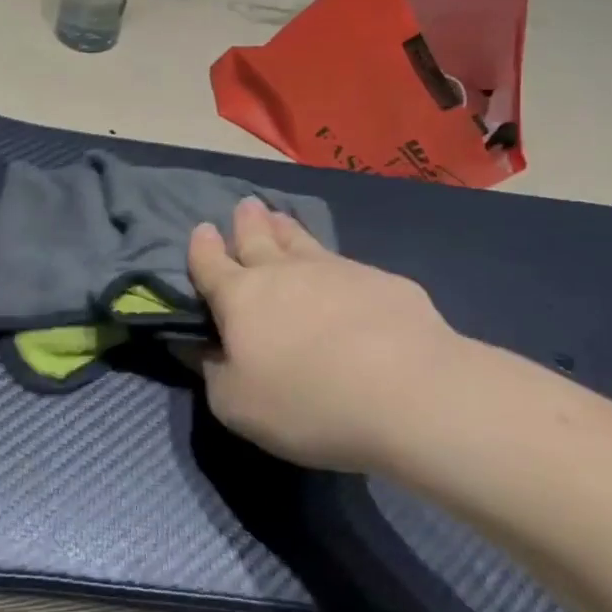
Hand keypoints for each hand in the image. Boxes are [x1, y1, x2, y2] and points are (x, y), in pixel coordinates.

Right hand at [187, 197, 465, 472]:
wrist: (410, 393)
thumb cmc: (307, 402)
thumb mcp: (236, 405)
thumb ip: (213, 373)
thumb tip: (201, 349)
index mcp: (240, 298)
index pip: (211, 264)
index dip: (202, 247)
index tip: (202, 229)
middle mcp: (283, 273)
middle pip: (258, 238)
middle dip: (247, 222)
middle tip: (245, 206)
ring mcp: (336, 271)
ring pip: (302, 241)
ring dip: (286, 229)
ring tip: (280, 217)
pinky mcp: (383, 282)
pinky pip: (347, 265)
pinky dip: (334, 264)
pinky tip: (343, 274)